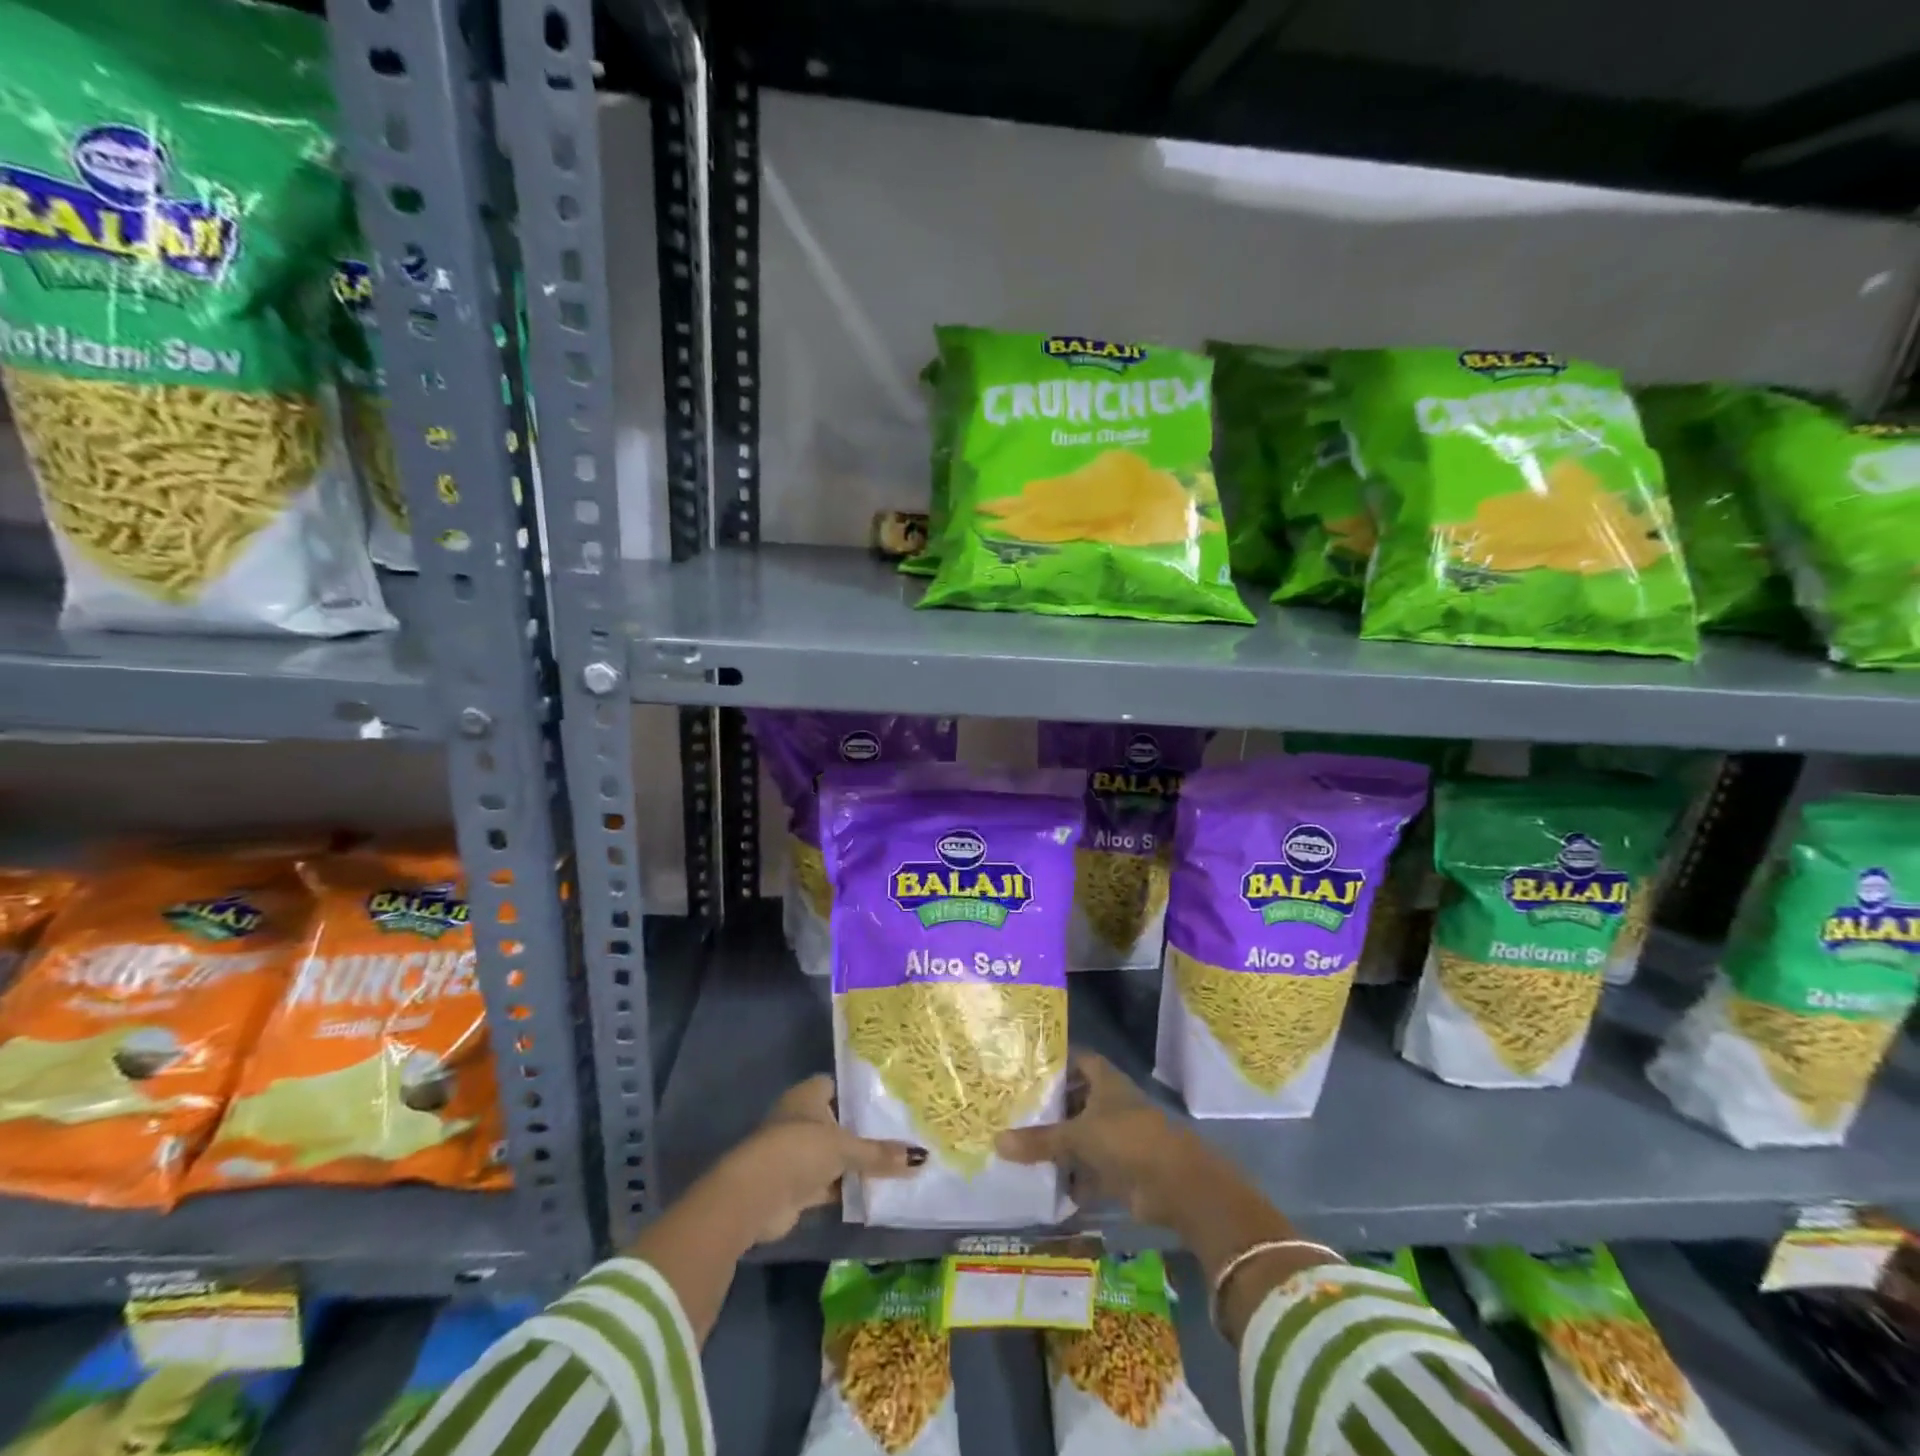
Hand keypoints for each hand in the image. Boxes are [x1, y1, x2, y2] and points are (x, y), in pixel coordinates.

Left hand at [719, 1075, 925, 1244]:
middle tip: (901, 1133)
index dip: (860, 1093)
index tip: (890, 1100)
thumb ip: (880, 1154)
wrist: (754, 1197)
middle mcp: (801, 1120)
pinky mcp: (796, 1186)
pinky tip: (875, 1192)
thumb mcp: (845, 1148)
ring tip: (896, 1163)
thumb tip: (923, 1157)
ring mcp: (797, 1154)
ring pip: (835, 1155)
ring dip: (856, 1164)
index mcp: (808, 1095)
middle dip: (864, 1131)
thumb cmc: (799, 1151)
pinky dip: (847, 1188)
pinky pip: (830, 1183)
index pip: (838, 1086)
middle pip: (839, 1122)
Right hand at [996, 1052, 1201, 1226]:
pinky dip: (1071, 1179)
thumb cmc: (1126, 1139)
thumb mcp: (1078, 1136)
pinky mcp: (1120, 1170)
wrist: (1175, 1184)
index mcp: (1105, 1081)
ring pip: (1080, 1136)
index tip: (1024, 1066)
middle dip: (1050, 1107)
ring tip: (1018, 1146)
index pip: (1077, 1059)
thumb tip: (997, 1141)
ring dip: (1058, 1145)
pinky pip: (1088, 1171)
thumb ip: (1040, 1140)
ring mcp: (1116, 1137)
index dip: (1055, 1061)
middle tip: (1012, 1108)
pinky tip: (1042, 1185)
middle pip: (1075, 1099)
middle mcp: (1110, 1104)